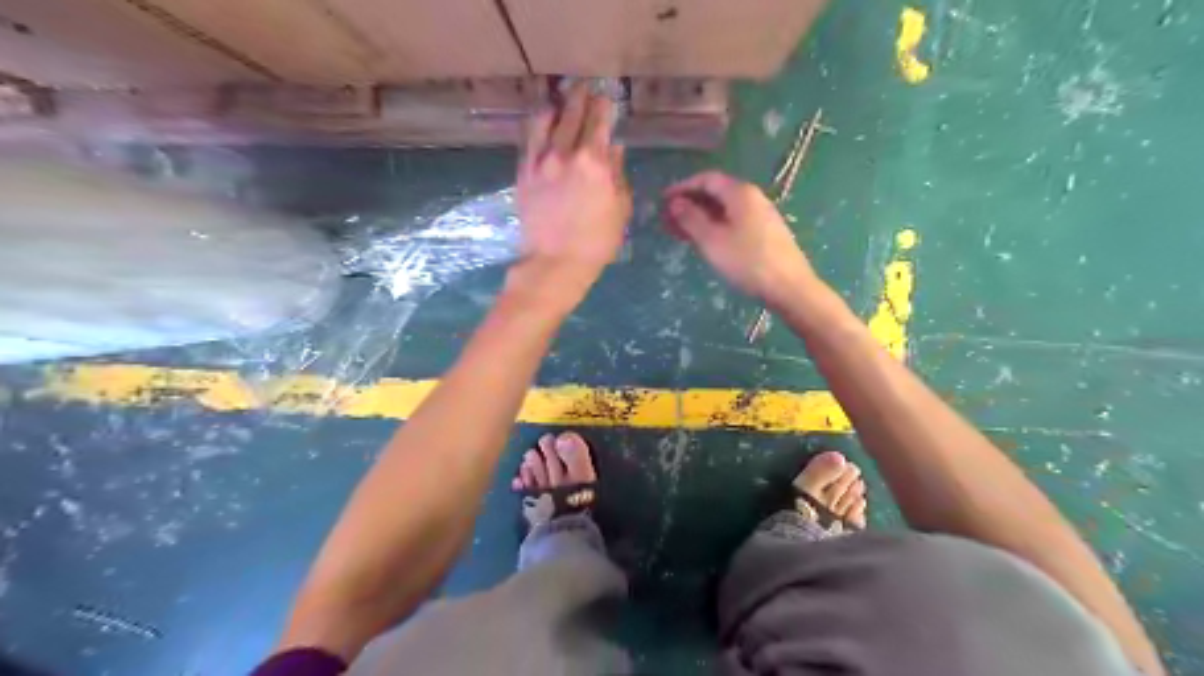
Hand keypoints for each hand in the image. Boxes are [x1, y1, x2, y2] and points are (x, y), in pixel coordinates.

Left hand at [513, 85, 633, 305]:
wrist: (554, 262)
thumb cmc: (596, 241)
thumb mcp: (619, 209)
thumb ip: (617, 174)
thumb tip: (614, 149)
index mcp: (593, 162)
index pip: (599, 122)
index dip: (604, 105)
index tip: (607, 96)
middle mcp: (565, 153)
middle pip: (572, 114)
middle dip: (580, 97)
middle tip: (584, 88)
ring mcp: (540, 161)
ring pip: (545, 120)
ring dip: (555, 106)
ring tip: (559, 101)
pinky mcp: (523, 173)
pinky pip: (529, 139)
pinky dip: (537, 126)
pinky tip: (541, 123)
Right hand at [663, 172, 823, 304]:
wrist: (790, 288)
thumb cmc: (747, 262)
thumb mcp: (712, 241)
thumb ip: (691, 219)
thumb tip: (675, 202)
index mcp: (740, 193)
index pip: (707, 179)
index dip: (682, 187)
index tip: (663, 201)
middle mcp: (753, 198)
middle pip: (717, 193)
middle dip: (690, 204)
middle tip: (668, 221)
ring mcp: (762, 215)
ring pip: (725, 209)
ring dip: (701, 217)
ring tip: (682, 234)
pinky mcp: (766, 233)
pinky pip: (735, 221)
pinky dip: (715, 226)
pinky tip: (706, 243)